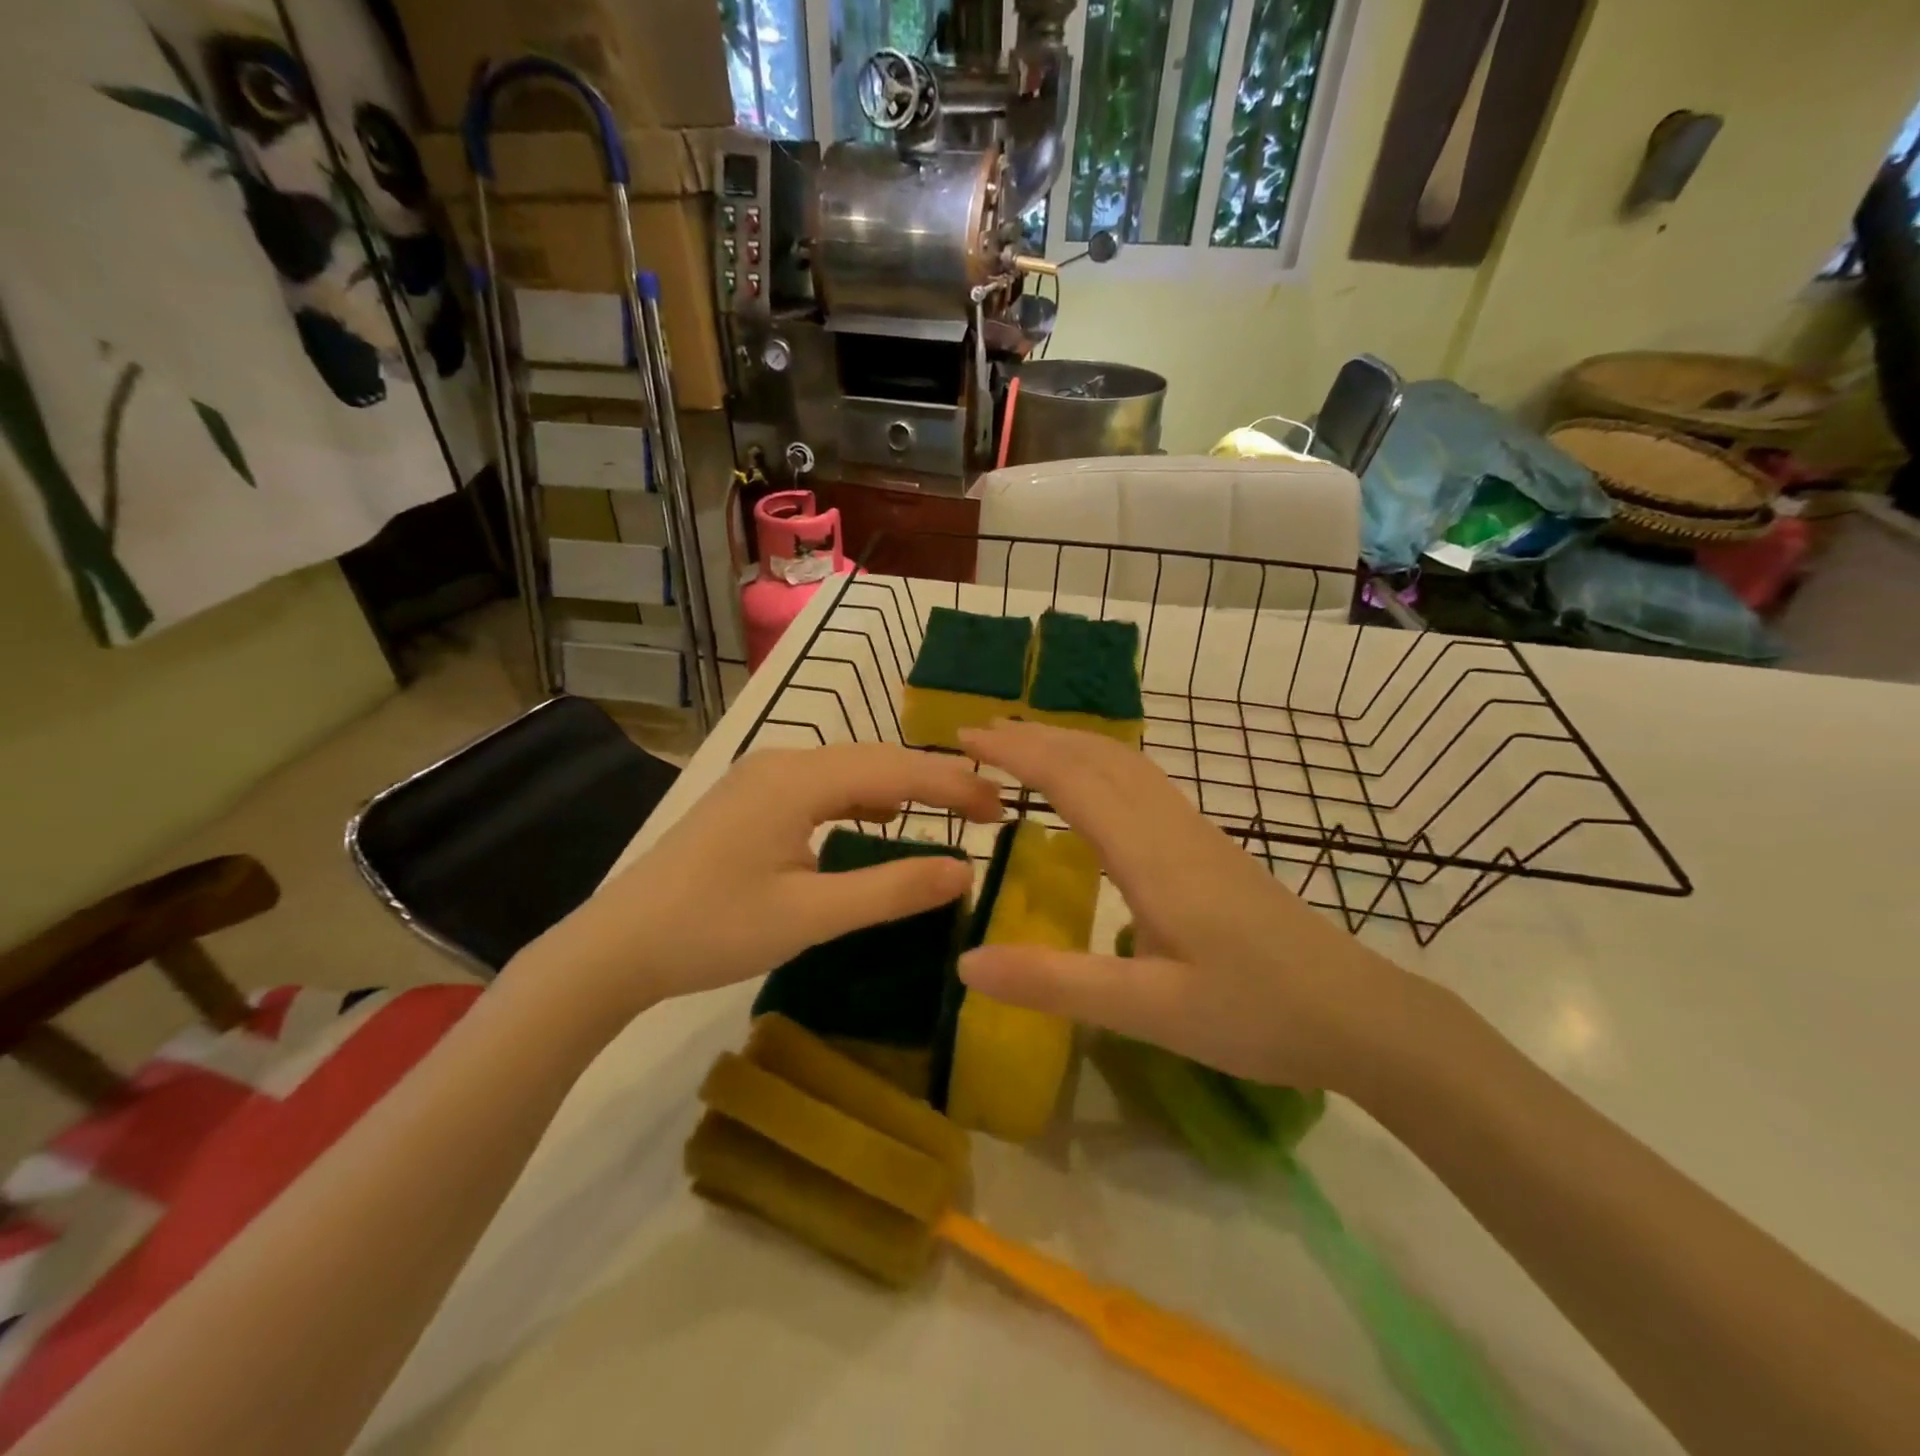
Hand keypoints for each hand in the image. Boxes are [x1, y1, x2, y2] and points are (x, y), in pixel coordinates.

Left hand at [526, 744, 1002, 1020]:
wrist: (617, 946)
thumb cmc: (713, 930)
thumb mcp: (811, 916)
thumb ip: (891, 889)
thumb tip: (965, 870)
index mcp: (799, 779)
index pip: (896, 770)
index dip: (954, 786)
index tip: (1003, 806)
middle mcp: (783, 761)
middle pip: (875, 760)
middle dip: (934, 782)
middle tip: (988, 811)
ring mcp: (761, 777)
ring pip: (849, 769)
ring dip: (900, 787)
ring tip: (948, 810)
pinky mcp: (750, 799)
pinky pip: (823, 786)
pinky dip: (862, 798)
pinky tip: (878, 818)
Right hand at [956, 722, 1417, 1093]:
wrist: (1358, 1014)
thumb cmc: (1253, 1013)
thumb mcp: (1147, 1010)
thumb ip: (1055, 984)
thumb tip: (965, 963)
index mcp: (1149, 854)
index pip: (1071, 780)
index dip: (1016, 752)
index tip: (966, 738)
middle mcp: (1170, 827)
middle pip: (1097, 757)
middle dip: (1036, 736)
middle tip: (981, 735)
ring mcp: (1196, 833)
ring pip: (1125, 764)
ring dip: (1069, 744)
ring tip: (1025, 748)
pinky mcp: (1210, 848)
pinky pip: (1143, 783)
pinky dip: (1100, 765)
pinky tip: (1094, 789)